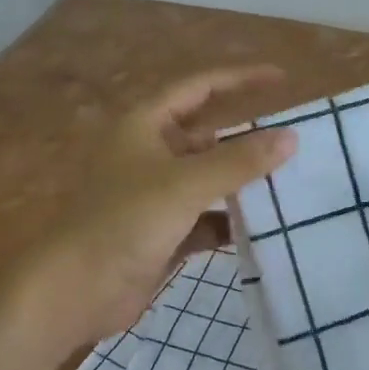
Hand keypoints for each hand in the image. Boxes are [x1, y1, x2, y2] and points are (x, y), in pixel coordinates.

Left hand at [14, 66, 296, 352]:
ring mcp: (155, 195)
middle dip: (246, 140)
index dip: (239, 78)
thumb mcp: (185, 184)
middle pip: (207, 136)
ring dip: (241, 184)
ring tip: (289, 185)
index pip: (199, 88)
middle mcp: (150, 153)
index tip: (281, 77)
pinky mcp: (162, 232)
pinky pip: (205, 218)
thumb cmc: (124, 222)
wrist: (74, 292)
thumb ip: (239, 161)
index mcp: (145, 125)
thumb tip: (290, 137)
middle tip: (294, 143)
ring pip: (208, 179)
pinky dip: (229, 222)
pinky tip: (261, 230)